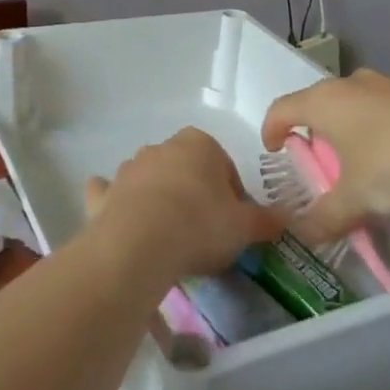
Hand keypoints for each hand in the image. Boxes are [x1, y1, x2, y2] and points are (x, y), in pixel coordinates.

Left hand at [82, 128, 280, 285]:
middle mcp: (161, 148)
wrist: (139, 244)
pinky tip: (124, 223)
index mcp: (199, 145)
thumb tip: (286, 219)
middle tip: (204, 231)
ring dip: (157, 198)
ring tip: (169, 237)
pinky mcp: (102, 194)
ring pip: (148, 179)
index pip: (223, 164)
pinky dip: (115, 203)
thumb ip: (266, 221)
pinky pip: (109, 193)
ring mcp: (127, 169)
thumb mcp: (244, 227)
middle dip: (194, 192)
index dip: (231, 194)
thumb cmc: (200, 225)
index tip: (233, 222)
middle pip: (184, 169)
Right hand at [261, 70, 389, 243]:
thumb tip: (305, 235)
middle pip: (322, 100)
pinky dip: (389, 124)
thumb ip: (326, 218)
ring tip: (366, 156)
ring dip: (355, 123)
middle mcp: (353, 84)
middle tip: (322, 157)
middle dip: (317, 127)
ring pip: (360, 100)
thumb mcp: (354, 200)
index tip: (274, 148)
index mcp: (325, 102)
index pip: (282, 108)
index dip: (272, 128)